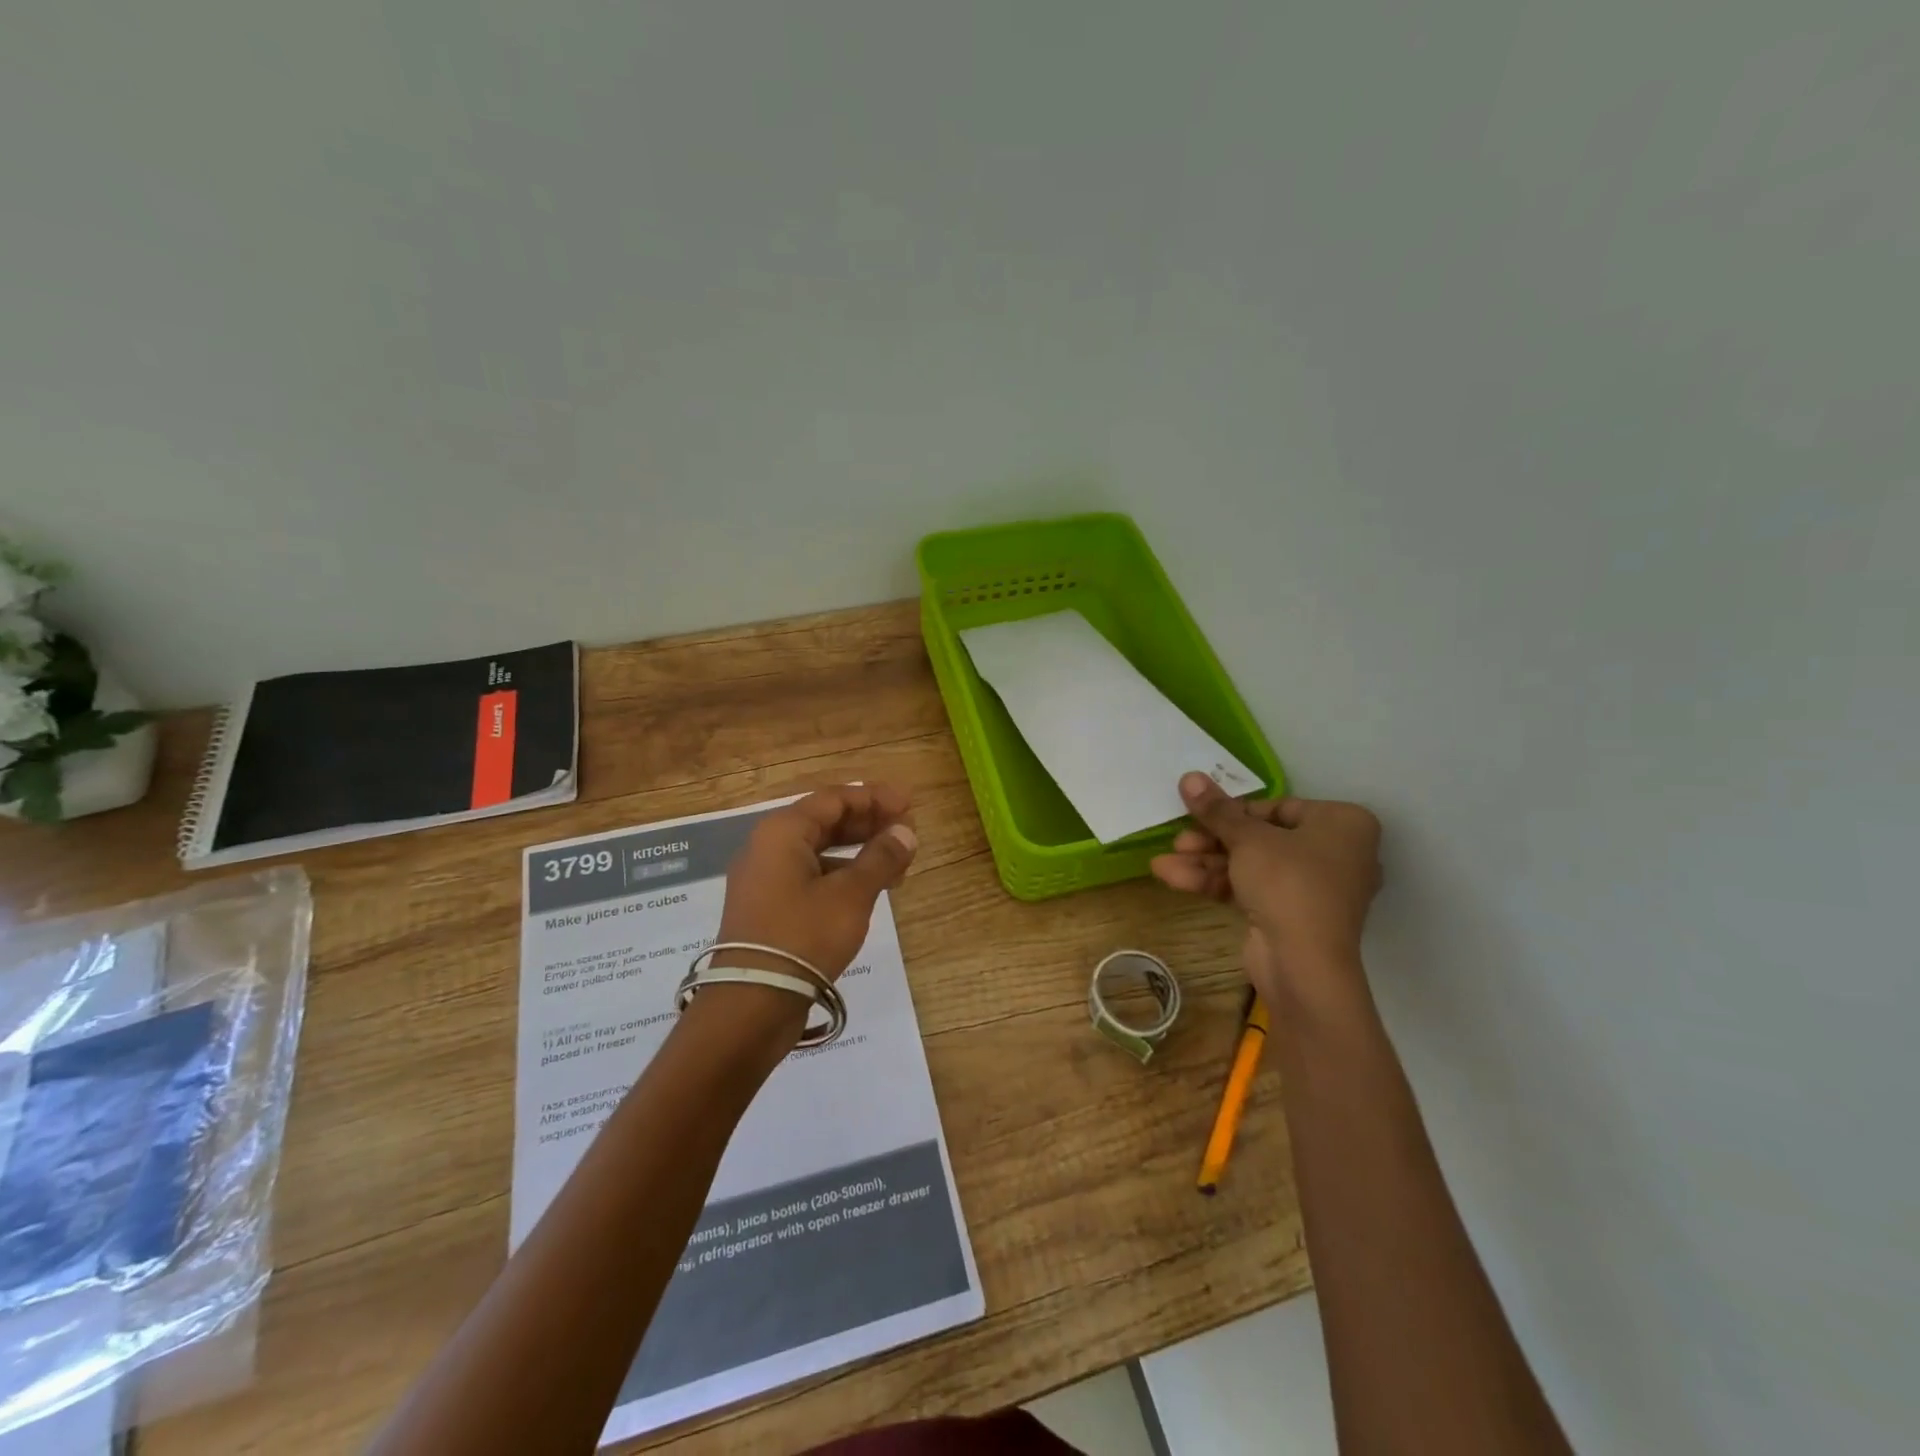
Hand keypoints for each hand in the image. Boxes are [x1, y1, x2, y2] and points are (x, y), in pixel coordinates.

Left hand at [714, 784, 917, 981]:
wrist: (752, 1003)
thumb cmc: (803, 936)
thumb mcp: (851, 895)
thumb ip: (881, 858)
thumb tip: (906, 832)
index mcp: (782, 832)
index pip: (834, 799)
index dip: (874, 797)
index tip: (909, 803)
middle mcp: (768, 847)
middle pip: (825, 821)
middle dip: (868, 823)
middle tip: (906, 829)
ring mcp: (765, 879)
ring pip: (819, 850)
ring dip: (859, 851)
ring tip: (897, 862)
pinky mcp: (769, 907)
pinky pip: (811, 876)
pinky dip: (842, 875)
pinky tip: (870, 889)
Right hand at [1151, 772, 1381, 1017]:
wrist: (1304, 964)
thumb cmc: (1288, 883)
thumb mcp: (1247, 839)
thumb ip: (1216, 809)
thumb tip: (1188, 776)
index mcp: (1342, 823)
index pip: (1278, 807)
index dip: (1232, 812)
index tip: (1198, 814)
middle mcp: (1335, 852)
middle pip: (1260, 837)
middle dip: (1212, 840)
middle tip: (1178, 840)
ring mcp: (1313, 888)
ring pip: (1251, 865)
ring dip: (1206, 863)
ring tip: (1162, 864)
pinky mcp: (1292, 915)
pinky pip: (1252, 889)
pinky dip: (1217, 883)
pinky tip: (1173, 878)